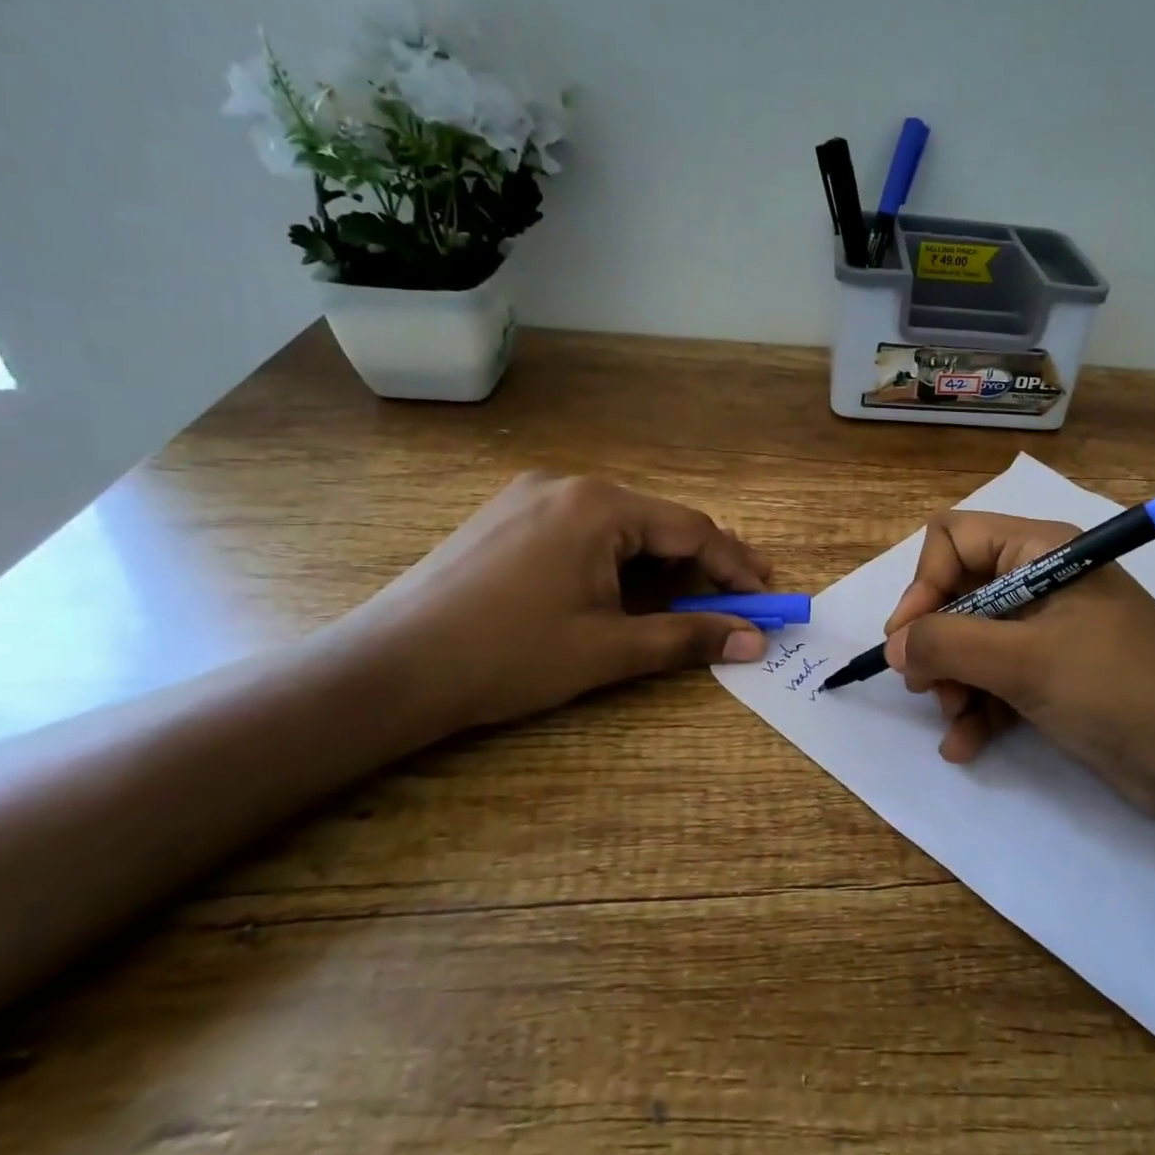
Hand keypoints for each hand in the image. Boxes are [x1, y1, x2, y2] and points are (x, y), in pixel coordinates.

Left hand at [349, 474, 773, 733]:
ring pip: (620, 526)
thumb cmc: (508, 656)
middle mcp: (569, 485)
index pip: (692, 530)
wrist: (387, 669)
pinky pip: (583, 530)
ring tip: (686, 599)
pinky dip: (617, 559)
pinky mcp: (506, 518)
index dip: (736, 567)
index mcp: (599, 505)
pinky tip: (619, 590)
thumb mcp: (609, 649)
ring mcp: (531, 496)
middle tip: (738, 597)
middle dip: (701, 563)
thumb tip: (755, 640)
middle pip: (658, 522)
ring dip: (659, 563)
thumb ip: (688, 636)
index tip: (767, 600)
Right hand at [881, 511, 1154, 821]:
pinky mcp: (1056, 677)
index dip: (923, 584)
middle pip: (958, 594)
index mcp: (1040, 552)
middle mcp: (1041, 583)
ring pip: (972, 643)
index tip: (908, 639)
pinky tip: (965, 747)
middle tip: (926, 687)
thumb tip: (893, 644)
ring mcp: (1049, 633)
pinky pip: (997, 680)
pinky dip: (977, 709)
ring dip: (953, 683)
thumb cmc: (1118, 689)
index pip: (954, 539)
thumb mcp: (1025, 662)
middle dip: (937, 643)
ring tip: (954, 722)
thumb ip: (947, 644)